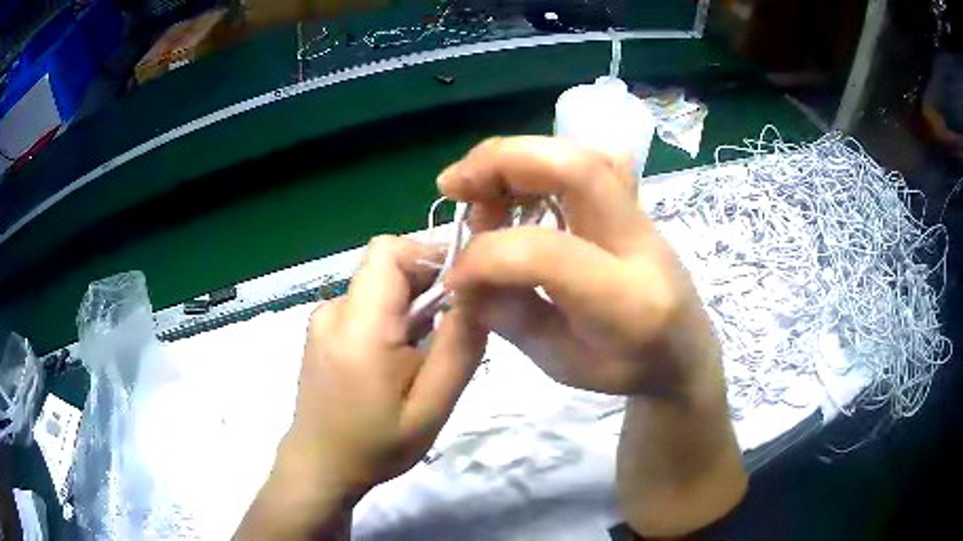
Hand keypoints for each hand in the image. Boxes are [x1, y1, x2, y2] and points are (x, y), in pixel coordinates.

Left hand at [235, 236, 485, 539]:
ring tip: (423, 353)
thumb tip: (480, 293)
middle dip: (425, 285)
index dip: (428, 257)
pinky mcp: (322, 329)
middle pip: (385, 266)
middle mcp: (334, 310)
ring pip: (378, 286)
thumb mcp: (432, 407)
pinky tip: (397, 358)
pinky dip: (389, 317)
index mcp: (358, 326)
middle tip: (449, 331)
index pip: (388, 251)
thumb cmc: (377, 445)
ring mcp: (323, 318)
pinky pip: (364, 304)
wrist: (321, 465)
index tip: (460, 290)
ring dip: (409, 305)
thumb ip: (458, 348)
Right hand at [438, 136, 746, 536]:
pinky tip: (519, 185)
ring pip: (584, 153)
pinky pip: (592, 159)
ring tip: (480, 184)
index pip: (547, 254)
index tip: (456, 276)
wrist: (686, 350)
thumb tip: (465, 276)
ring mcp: (644, 217)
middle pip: (576, 170)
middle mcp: (642, 245)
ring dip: (519, 157)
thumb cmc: (627, 370)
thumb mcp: (560, 365)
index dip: (486, 256)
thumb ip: (510, 318)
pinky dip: (544, 161)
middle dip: (501, 163)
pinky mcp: (637, 204)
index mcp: (627, 303)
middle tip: (453, 184)